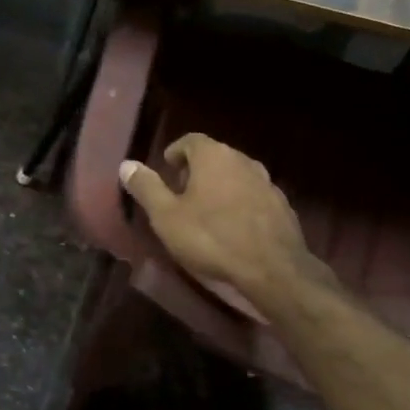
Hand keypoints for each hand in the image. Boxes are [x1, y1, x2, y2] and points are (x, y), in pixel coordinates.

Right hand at [119, 133, 337, 309]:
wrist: (273, 269)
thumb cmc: (211, 238)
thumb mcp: (166, 216)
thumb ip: (146, 187)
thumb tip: (126, 164)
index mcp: (213, 156)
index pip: (191, 140)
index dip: (176, 151)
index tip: (166, 168)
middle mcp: (243, 160)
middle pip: (215, 156)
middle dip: (196, 169)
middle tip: (181, 191)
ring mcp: (267, 182)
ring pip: (236, 175)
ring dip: (220, 186)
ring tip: (206, 210)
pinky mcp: (283, 206)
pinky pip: (254, 196)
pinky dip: (240, 203)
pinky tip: (233, 226)